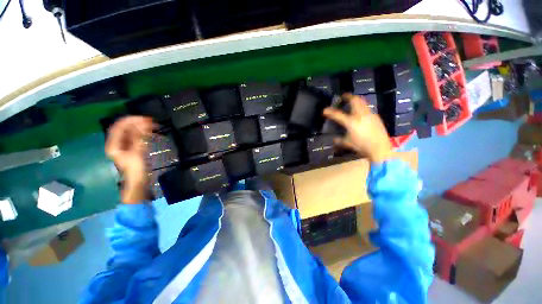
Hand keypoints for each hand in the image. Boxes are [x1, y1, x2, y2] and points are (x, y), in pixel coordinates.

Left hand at [105, 116, 153, 203]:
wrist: (138, 181)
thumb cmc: (135, 169)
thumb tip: (143, 125)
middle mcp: (117, 144)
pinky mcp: (131, 149)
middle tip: (151, 121)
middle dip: (137, 123)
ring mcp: (124, 146)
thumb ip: (139, 138)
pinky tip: (149, 132)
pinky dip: (142, 133)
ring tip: (152, 125)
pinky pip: (135, 137)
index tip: (144, 118)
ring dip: (140, 128)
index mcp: (114, 144)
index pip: (119, 127)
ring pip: (131, 133)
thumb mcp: (137, 153)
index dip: (131, 120)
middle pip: (125, 129)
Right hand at [323, 93, 392, 162]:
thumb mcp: (347, 143)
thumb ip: (339, 140)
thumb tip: (334, 138)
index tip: (324, 110)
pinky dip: (362, 108)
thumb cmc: (361, 147)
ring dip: (356, 100)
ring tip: (352, 102)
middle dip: (348, 97)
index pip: (337, 115)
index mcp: (351, 122)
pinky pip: (367, 109)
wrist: (380, 149)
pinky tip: (361, 114)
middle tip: (344, 96)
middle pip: (354, 100)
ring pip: (362, 102)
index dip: (329, 112)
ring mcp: (369, 115)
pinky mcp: (376, 117)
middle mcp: (360, 116)